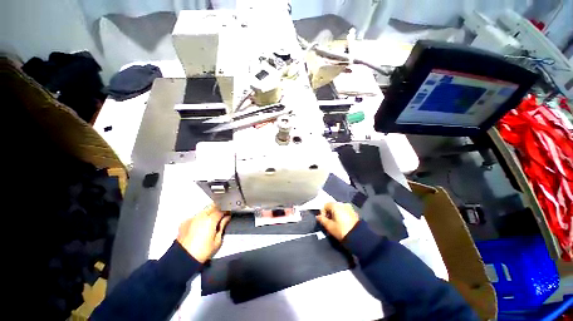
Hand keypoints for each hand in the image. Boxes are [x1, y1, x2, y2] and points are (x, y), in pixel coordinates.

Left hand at [176, 204, 230, 262]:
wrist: (182, 259)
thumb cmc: (203, 251)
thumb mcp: (217, 240)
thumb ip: (222, 226)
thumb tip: (226, 218)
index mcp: (211, 220)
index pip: (222, 210)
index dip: (227, 211)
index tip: (229, 214)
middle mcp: (201, 216)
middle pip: (213, 206)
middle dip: (218, 209)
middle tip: (221, 215)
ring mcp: (192, 218)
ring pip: (204, 210)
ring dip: (209, 212)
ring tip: (211, 219)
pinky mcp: (185, 222)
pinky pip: (195, 216)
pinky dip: (200, 217)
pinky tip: (201, 224)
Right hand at [316, 202, 358, 240]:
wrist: (358, 237)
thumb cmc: (341, 230)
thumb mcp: (329, 226)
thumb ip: (322, 220)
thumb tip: (318, 216)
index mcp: (336, 205)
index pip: (325, 205)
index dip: (323, 212)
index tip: (324, 220)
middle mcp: (342, 204)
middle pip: (332, 206)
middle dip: (329, 213)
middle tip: (329, 223)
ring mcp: (349, 207)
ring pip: (338, 209)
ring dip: (335, 214)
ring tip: (335, 223)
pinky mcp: (354, 212)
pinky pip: (344, 211)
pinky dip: (341, 215)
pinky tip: (342, 223)